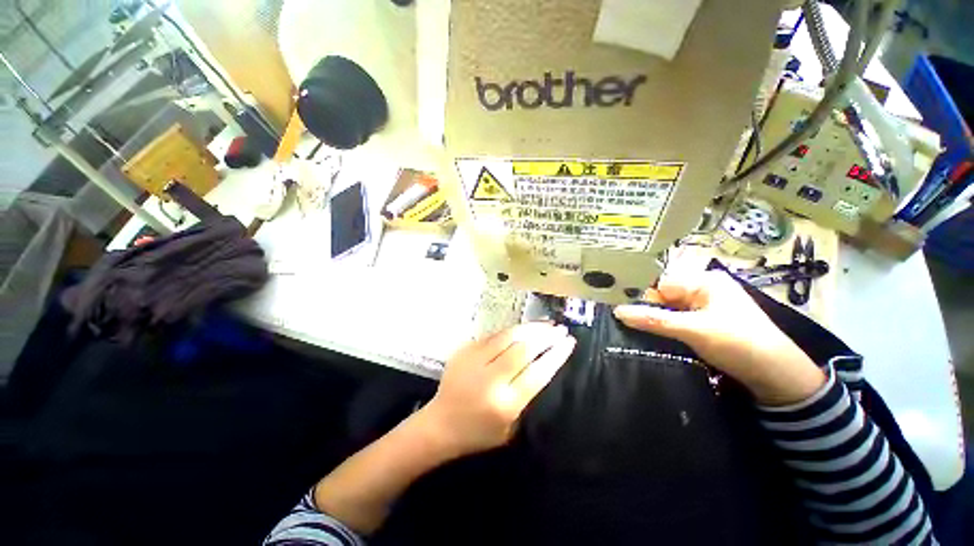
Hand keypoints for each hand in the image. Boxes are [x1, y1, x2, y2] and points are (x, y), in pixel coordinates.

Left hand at [416, 322, 575, 456]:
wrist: (440, 424)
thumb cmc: (478, 432)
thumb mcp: (510, 425)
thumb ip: (525, 395)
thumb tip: (540, 363)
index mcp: (506, 403)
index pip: (538, 372)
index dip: (556, 355)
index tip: (569, 342)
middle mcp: (491, 379)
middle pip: (524, 349)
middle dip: (546, 337)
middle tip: (560, 329)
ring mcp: (475, 361)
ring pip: (508, 336)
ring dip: (530, 328)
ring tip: (545, 324)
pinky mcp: (465, 350)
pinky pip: (493, 336)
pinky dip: (511, 332)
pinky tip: (522, 329)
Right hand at [613, 270, 824, 405]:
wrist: (778, 377)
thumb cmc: (739, 343)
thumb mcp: (694, 330)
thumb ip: (654, 320)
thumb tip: (617, 311)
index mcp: (704, 281)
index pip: (661, 283)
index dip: (642, 296)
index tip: (623, 310)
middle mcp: (703, 290)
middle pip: (663, 296)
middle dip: (647, 310)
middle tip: (627, 323)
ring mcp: (705, 308)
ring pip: (668, 310)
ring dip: (655, 321)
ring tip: (636, 331)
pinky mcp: (706, 324)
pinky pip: (677, 321)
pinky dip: (665, 329)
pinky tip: (654, 337)